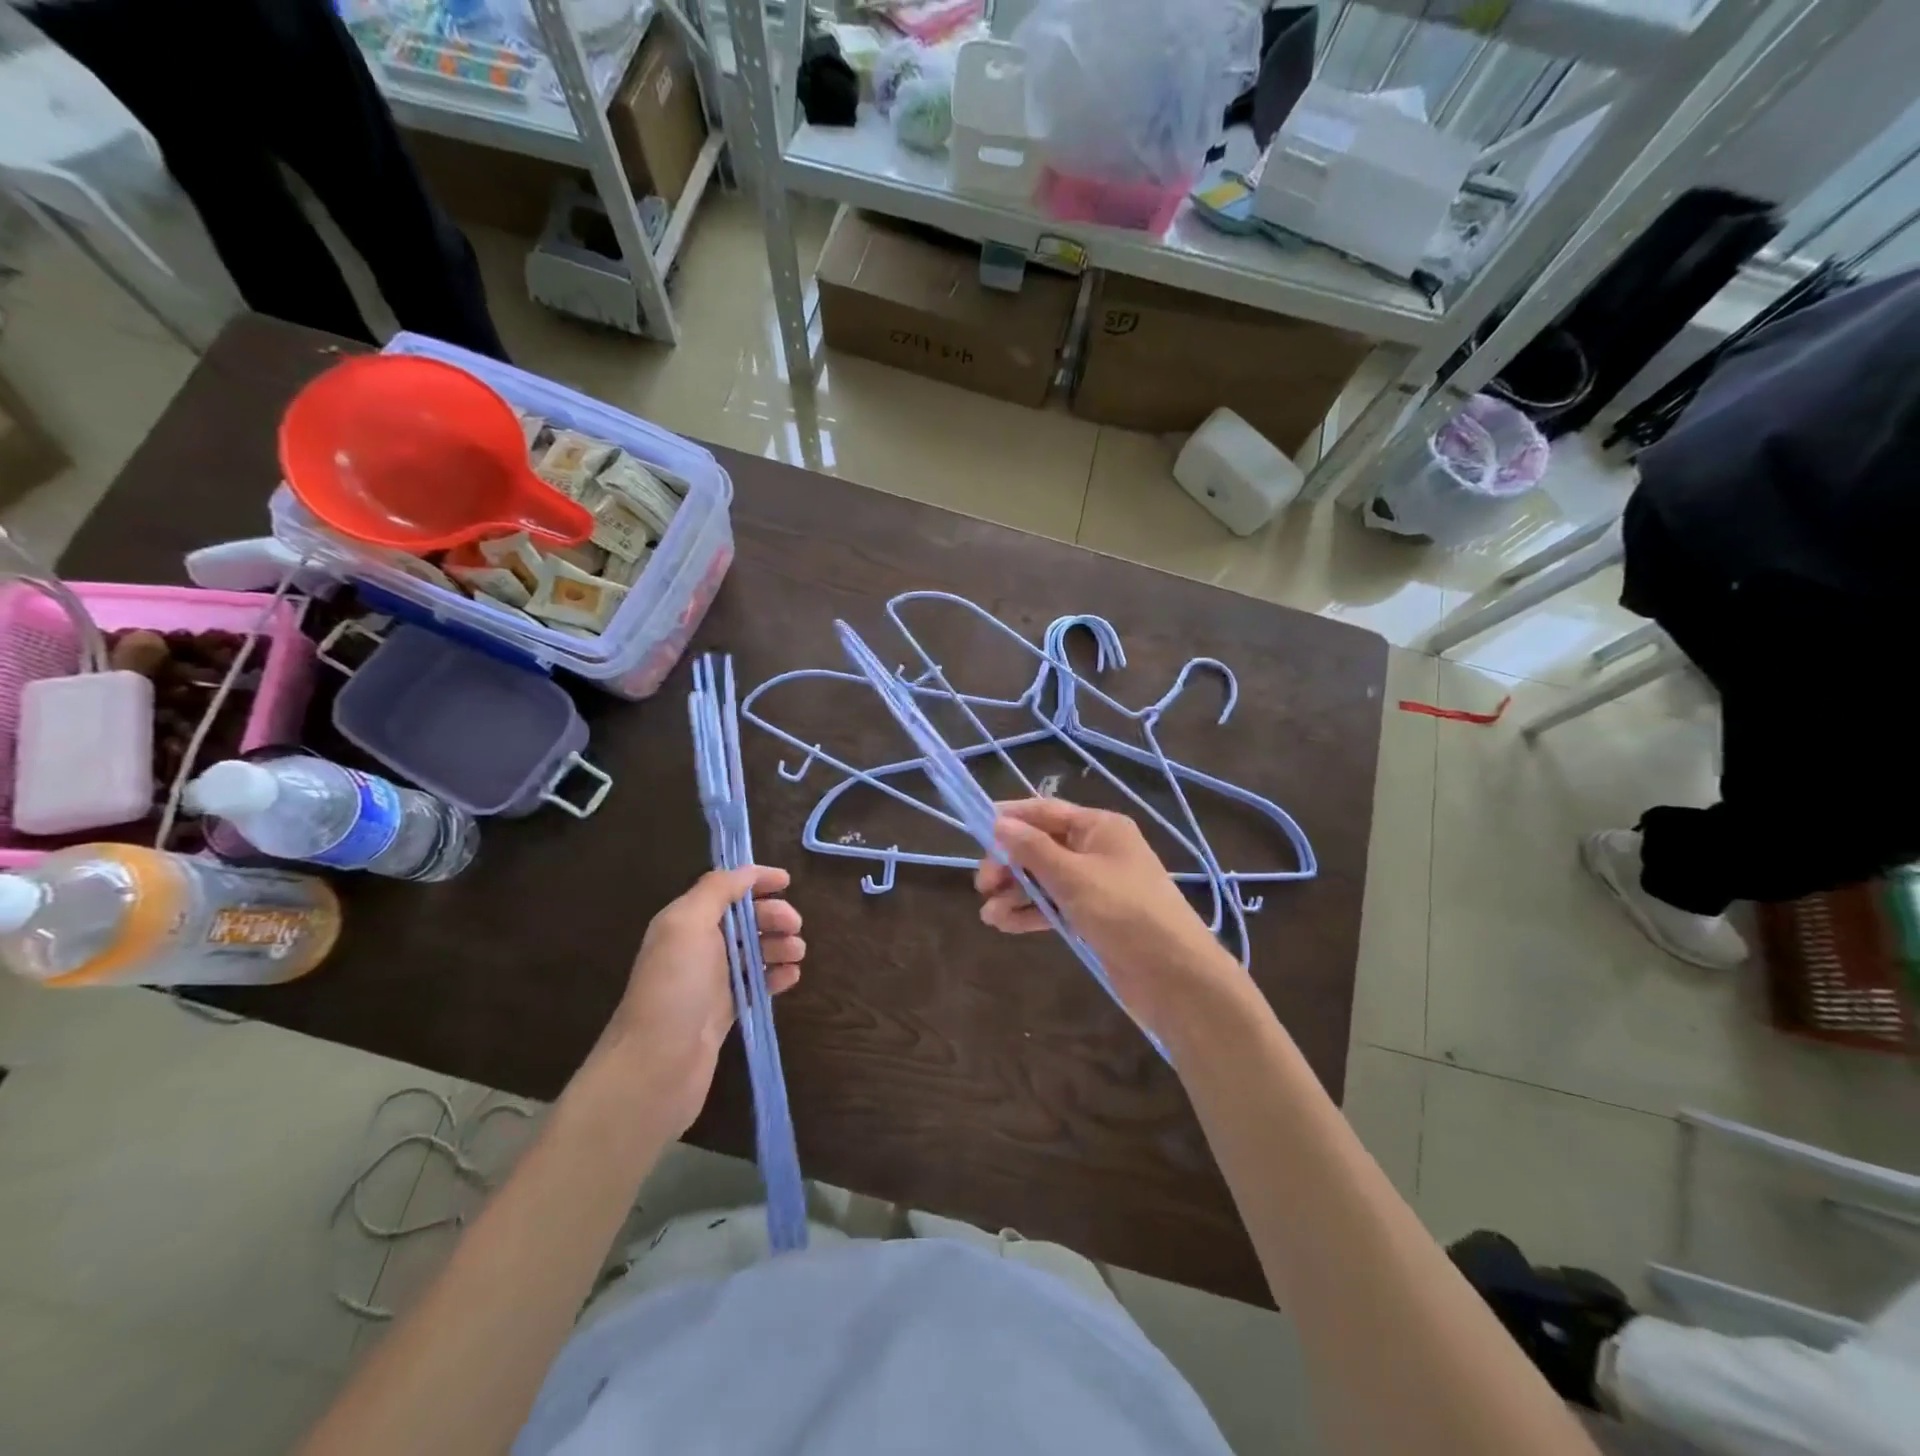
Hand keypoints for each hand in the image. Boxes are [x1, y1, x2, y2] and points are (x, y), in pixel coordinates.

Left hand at [598, 865, 804, 1132]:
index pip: (724, 888)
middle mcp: (696, 947)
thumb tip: (744, 873)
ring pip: (754, 951)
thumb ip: (716, 891)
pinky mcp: (724, 1011)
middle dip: (772, 915)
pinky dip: (776, 976)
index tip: (788, 881)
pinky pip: (756, 983)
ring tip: (797, 955)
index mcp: (685, 921)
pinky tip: (791, 978)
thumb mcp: (687, 925)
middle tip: (795, 927)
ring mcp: (711, 981)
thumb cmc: (674, 988)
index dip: (755, 880)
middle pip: (743, 919)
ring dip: (779, 945)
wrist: (656, 1068)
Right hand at [975, 798, 1243, 1043]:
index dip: (1011, 818)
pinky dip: (1030, 911)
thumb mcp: (1073, 875)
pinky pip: (1054, 905)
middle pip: (1042, 846)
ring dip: (1016, 892)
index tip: (976, 829)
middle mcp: (1098, 850)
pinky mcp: (1094, 917)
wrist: (1174, 975)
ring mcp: (1096, 885)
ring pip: (1044, 879)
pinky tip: (1004, 924)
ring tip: (989, 914)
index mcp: (1100, 827)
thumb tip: (999, 822)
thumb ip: (1033, 849)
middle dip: (1010, 863)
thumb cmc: (1124, 911)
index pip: (1046, 811)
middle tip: (982, 885)